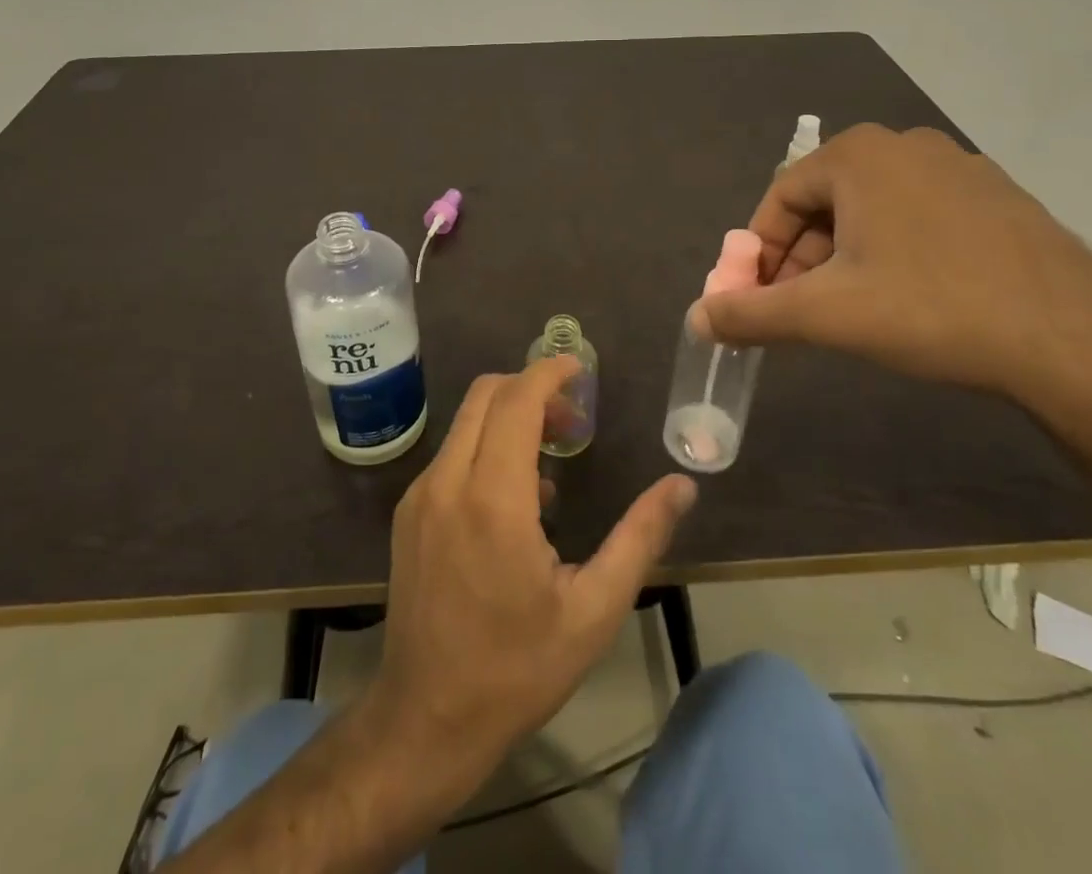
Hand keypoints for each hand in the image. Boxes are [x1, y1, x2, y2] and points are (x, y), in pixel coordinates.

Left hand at [364, 357, 697, 792]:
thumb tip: (683, 485)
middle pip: (486, 395)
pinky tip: (517, 500)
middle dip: (531, 388)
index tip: (580, 369)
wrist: (424, 722)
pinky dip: (486, 446)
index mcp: (493, 499)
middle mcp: (447, 482)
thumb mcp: (594, 610)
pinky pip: (452, 453)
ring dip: (509, 417)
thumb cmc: (517, 669)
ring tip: (552, 462)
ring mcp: (420, 496)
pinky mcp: (408, 513)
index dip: (548, 372)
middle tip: (574, 420)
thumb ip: (640, 538)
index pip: (516, 400)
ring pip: (466, 421)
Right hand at [689, 124, 1091, 415]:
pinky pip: (920, 216)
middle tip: (804, 309)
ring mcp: (960, 167)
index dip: (760, 252)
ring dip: (846, 256)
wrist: (1073, 342)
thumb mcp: (825, 314)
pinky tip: (914, 298)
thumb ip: (750, 314)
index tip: (761, 299)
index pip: (780, 198)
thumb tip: (696, 318)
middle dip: (803, 257)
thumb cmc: (931, 310)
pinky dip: (896, 250)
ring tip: (857, 309)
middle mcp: (905, 145)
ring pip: (873, 210)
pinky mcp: (999, 197)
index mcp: (858, 155)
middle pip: (825, 201)